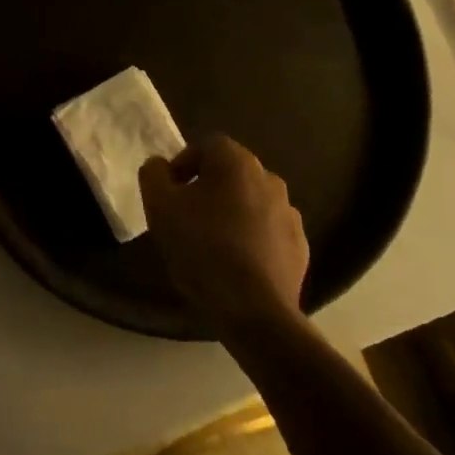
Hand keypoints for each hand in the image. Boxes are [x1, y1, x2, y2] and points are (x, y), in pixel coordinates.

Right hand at [139, 134, 308, 332]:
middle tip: (186, 215)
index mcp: (236, 163)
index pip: (207, 144)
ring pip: (251, 201)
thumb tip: (160, 165)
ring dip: (231, 212)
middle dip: (207, 187)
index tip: (170, 192)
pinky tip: (235, 263)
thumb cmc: (201, 248)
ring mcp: (290, 214)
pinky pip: (268, 230)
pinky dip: (251, 237)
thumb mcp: (159, 207)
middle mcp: (269, 179)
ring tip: (211, 242)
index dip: (184, 163)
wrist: (253, 310)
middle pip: (231, 172)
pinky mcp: (300, 246)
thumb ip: (154, 174)